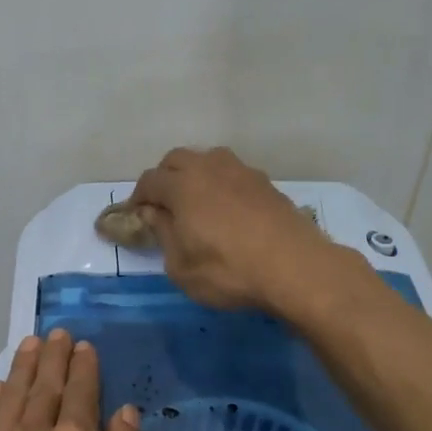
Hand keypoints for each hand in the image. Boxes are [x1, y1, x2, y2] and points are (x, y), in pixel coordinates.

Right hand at [129, 147, 336, 311]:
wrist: (294, 267)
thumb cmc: (228, 270)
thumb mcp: (181, 266)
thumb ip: (163, 234)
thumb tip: (153, 213)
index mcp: (182, 185)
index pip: (149, 180)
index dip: (138, 197)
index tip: (136, 215)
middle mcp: (210, 168)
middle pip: (177, 159)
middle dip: (164, 178)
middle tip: (163, 205)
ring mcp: (242, 172)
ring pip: (208, 160)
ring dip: (195, 174)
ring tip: (197, 202)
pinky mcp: (266, 184)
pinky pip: (233, 174)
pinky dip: (222, 185)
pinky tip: (228, 210)